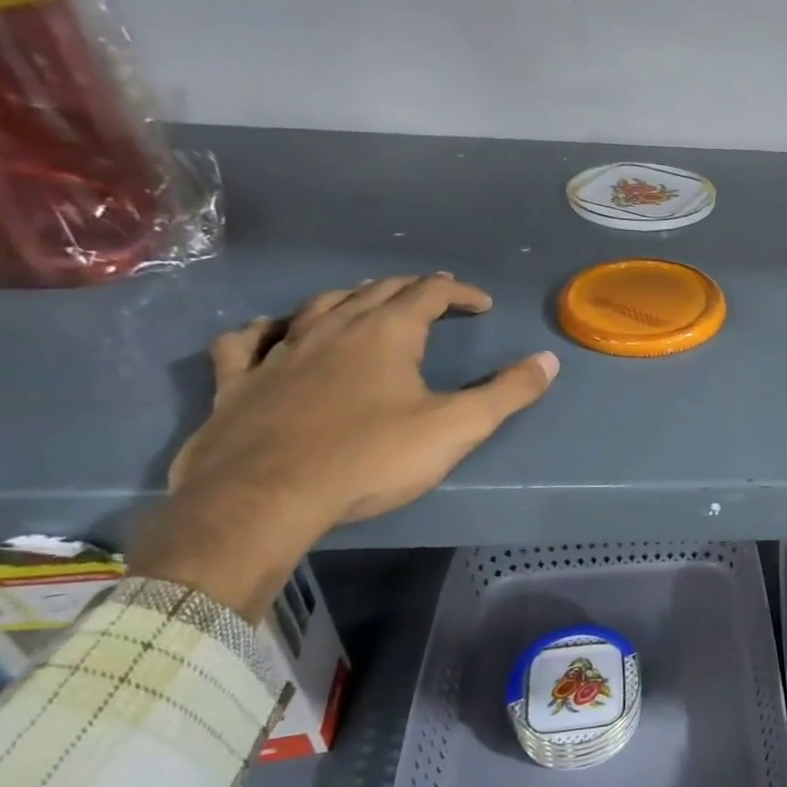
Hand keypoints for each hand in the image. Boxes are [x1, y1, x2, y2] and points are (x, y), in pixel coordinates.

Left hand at [135, 274, 557, 619]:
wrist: (263, 498)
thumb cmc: (370, 459)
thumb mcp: (456, 428)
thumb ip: (507, 393)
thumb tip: (548, 360)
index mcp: (387, 333)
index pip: (430, 293)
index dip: (460, 293)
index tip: (483, 304)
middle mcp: (333, 328)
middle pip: (377, 291)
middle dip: (412, 288)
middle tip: (434, 295)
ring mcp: (280, 351)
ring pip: (319, 306)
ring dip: (351, 297)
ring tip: (368, 300)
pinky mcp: (238, 382)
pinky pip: (248, 340)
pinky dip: (266, 328)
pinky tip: (271, 331)